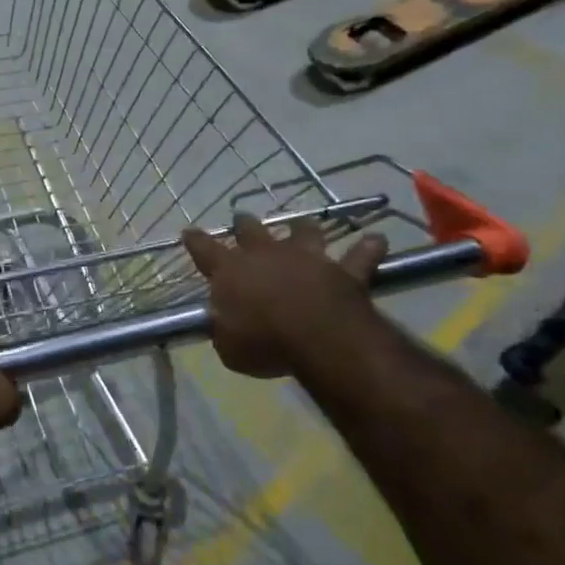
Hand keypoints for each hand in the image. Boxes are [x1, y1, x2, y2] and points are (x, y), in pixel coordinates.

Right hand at [183, 215, 387, 381]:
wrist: (317, 336)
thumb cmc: (264, 342)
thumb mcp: (229, 346)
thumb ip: (223, 329)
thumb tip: (221, 323)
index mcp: (231, 271)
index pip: (205, 249)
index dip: (195, 241)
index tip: (188, 232)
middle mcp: (265, 255)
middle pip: (250, 230)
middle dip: (244, 224)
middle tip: (241, 218)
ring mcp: (306, 257)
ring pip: (303, 231)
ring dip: (302, 227)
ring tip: (304, 224)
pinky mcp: (343, 270)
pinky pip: (360, 255)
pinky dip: (368, 248)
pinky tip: (376, 240)